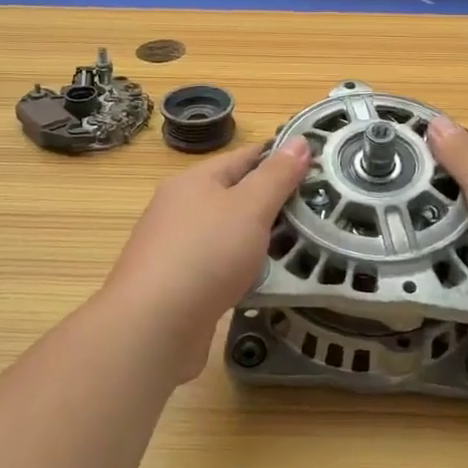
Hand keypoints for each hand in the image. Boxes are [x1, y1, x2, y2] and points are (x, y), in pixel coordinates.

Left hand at [96, 138, 312, 381]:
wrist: (152, 327)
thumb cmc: (205, 254)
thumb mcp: (250, 207)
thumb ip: (277, 176)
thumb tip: (300, 140)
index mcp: (194, 181)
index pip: (243, 157)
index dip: (277, 157)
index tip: (313, 164)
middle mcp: (179, 209)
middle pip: (232, 195)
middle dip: (269, 200)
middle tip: (314, 209)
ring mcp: (174, 249)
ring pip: (225, 233)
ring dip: (255, 237)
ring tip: (296, 244)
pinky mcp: (175, 285)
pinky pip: (217, 266)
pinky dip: (240, 268)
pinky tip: (261, 279)